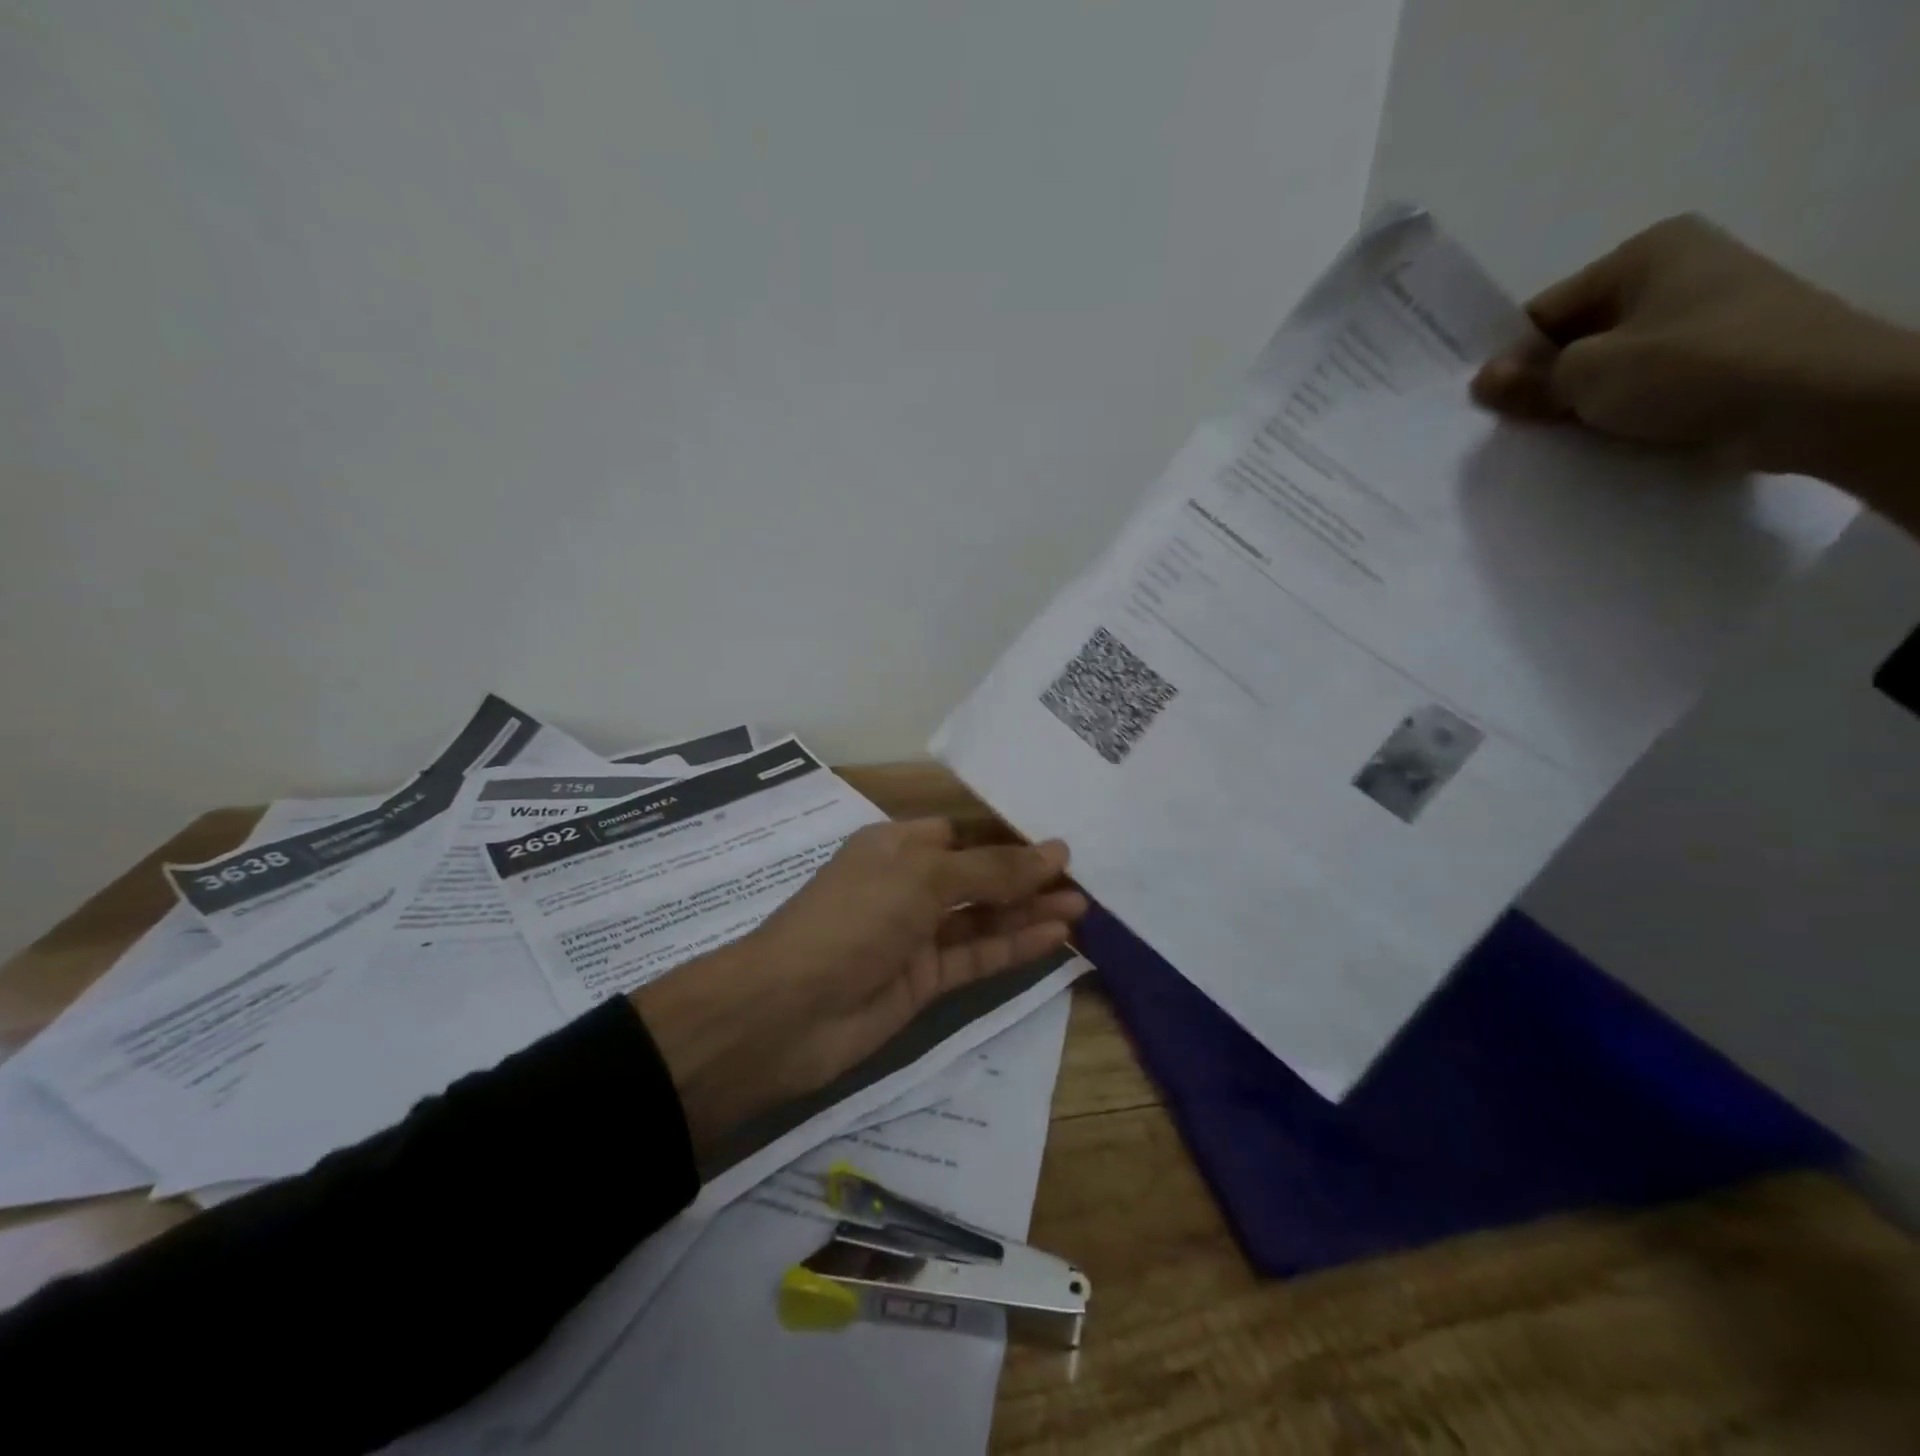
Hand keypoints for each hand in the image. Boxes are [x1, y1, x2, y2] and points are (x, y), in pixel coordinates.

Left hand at [631, 820, 1085, 1156]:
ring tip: (1083, 907)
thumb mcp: (923, 879)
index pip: (962, 832)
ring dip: (1028, 911)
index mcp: (896, 846)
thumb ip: (992, 870)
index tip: (1059, 839)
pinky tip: (1055, 937)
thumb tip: (1055, 851)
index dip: (1008, 835)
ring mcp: (915, 935)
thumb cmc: (854, 919)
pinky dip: (1013, 946)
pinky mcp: (924, 980)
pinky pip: (976, 956)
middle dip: (1026, 876)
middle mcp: (907, 885)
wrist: (787, 1012)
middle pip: (977, 875)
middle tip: (1084, 878)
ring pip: (982, 918)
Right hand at [1471, 214, 1919, 526]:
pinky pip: (1646, 383)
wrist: (1821, 401)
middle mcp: (1677, 270)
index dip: (1510, 358)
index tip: (1483, 404)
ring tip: (1551, 439)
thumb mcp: (1591, 374)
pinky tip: (1597, 439)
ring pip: (1610, 363)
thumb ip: (1530, 379)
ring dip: (1579, 402)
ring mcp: (1704, 313)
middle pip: (1577, 336)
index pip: (1546, 310)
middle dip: (1544, 382)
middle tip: (1509, 428)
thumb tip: (1483, 380)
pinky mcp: (1720, 355)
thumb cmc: (1694, 367)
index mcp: (1646, 252)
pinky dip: (1618, 410)